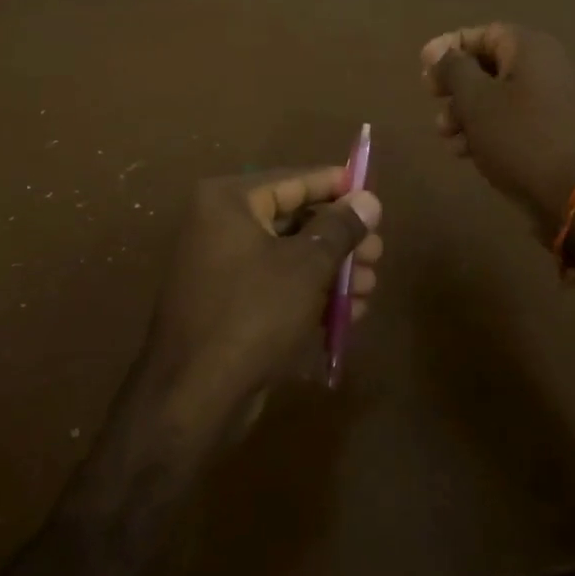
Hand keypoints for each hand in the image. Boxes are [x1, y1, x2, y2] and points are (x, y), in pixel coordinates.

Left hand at [140, 168, 382, 441]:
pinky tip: (350, 313)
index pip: (293, 181)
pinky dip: (310, 294)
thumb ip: (339, 229)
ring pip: (288, 257)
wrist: (194, 395)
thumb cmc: (253, 314)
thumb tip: (368, 199)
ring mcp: (221, 267)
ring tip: (372, 286)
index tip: (373, 194)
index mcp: (228, 202)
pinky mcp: (227, 304)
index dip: (337, 187)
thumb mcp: (306, 266)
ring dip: (332, 271)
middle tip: (379, 252)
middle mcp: (219, 225)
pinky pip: (276, 286)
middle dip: (340, 239)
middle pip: (293, 220)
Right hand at [422, 23, 574, 240]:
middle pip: (488, 66)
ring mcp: (552, 101)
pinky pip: (512, 120)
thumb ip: (453, 69)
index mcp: (529, 49)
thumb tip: (439, 51)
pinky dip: (487, 130)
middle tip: (433, 101)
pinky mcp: (552, 131)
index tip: (423, 67)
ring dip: (466, 113)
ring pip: (497, 97)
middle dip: (455, 86)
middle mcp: (545, 67)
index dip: (449, 47)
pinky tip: (466, 152)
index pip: (483, 33)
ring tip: (446, 136)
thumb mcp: (476, 100)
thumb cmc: (519, 137)